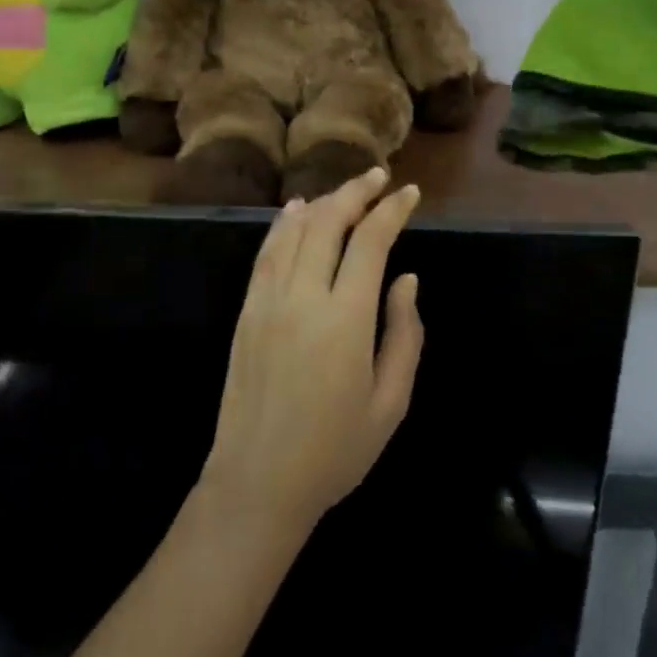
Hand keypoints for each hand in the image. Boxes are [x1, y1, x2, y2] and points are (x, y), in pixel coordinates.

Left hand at [198, 167, 424, 533]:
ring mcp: (268, 299)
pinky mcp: (247, 309)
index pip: (370, 242)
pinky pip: (266, 252)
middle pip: (328, 222)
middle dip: (356, 191)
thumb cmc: (335, 450)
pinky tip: (296, 211)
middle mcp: (304, 296)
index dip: (391, 210)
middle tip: (379, 176)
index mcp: (345, 319)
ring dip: (322, 201)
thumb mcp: (390, 402)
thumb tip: (407, 279)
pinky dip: (283, 224)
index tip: (409, 192)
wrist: (258, 480)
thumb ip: (404, 334)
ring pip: (295, 230)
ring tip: (347, 190)